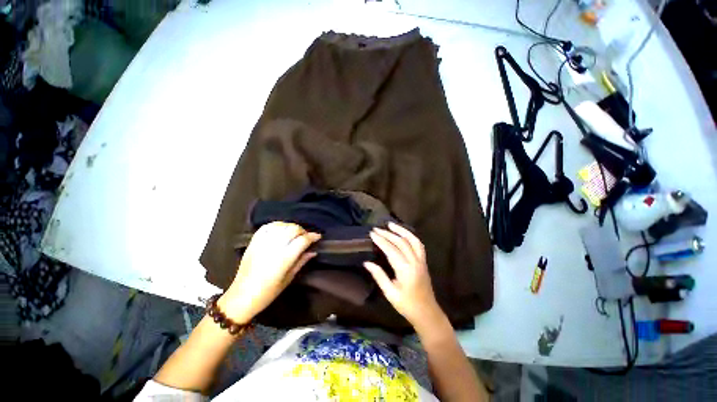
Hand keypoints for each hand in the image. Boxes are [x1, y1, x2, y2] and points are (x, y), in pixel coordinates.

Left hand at [218, 222, 320, 323]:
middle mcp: (274, 247)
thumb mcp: (289, 279)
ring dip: (291, 227)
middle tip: (306, 237)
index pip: (302, 240)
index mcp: (284, 259)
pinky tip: (281, 229)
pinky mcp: (254, 242)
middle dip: (303, 231)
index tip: (318, 236)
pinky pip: (267, 226)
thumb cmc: (268, 292)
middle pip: (293, 229)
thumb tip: (313, 251)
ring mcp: (262, 243)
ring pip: (282, 225)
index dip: (312, 236)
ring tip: (294, 233)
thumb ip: (301, 261)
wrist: (242, 296)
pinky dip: (277, 225)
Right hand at [364, 222, 443, 328]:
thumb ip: (379, 276)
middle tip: (376, 229)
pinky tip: (403, 233)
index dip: (381, 240)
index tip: (372, 234)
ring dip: (401, 230)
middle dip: (388, 234)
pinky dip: (410, 236)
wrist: (427, 312)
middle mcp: (414, 262)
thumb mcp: (390, 293)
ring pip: (412, 240)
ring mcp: (421, 260)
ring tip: (390, 224)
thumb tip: (367, 263)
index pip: (391, 250)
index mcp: (405, 270)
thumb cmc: (407, 305)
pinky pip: (418, 244)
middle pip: (401, 242)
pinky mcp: (424, 261)